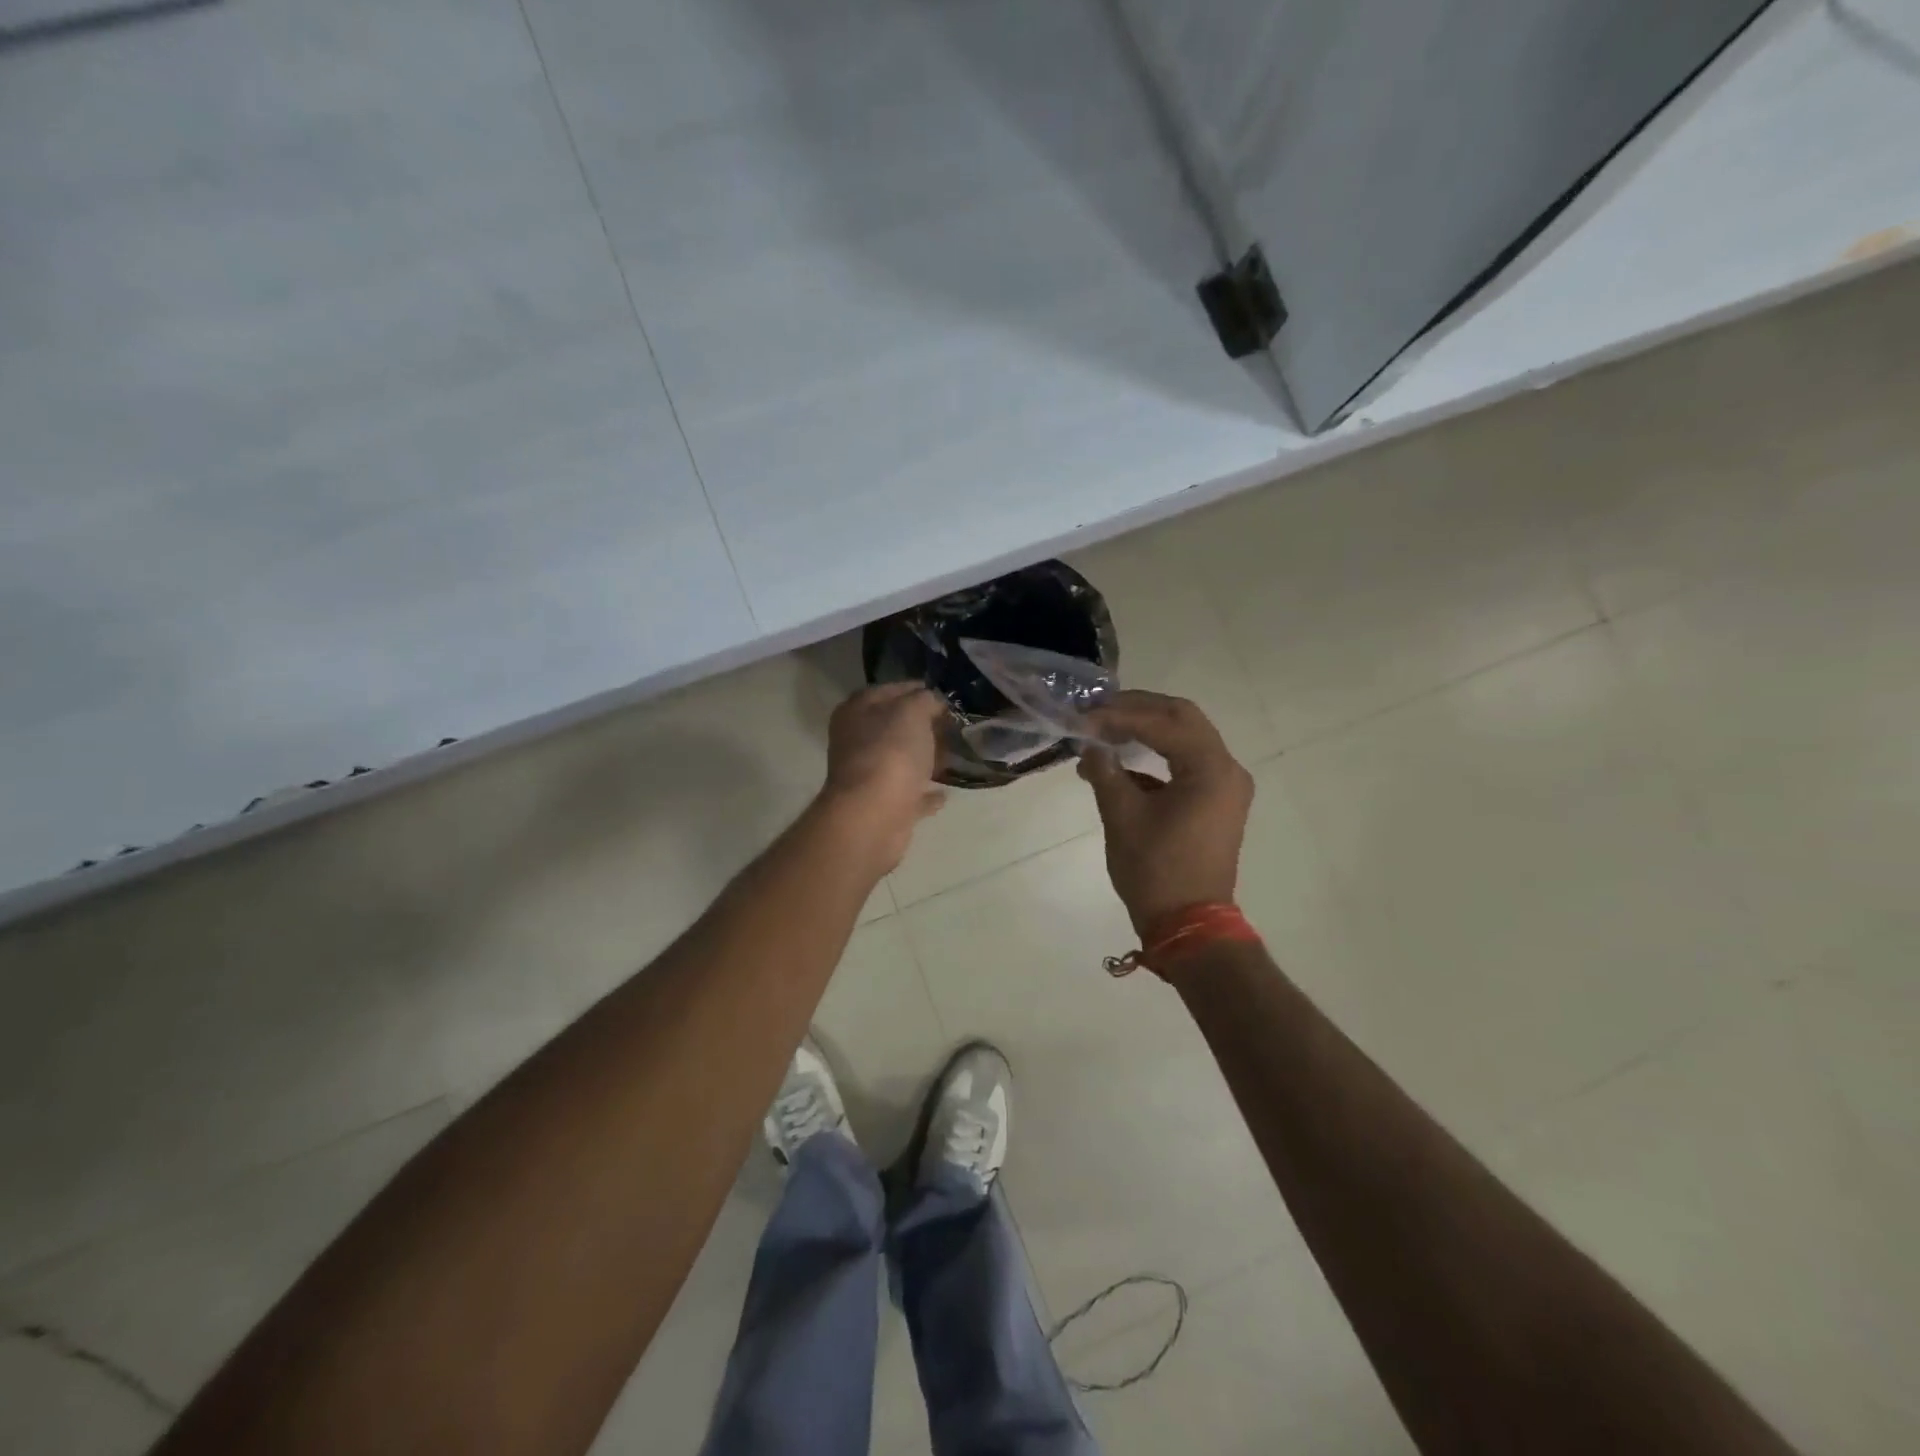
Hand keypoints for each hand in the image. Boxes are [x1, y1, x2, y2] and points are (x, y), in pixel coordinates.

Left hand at [816, 683, 948, 872]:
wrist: (874, 815)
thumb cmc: (890, 753)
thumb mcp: (912, 712)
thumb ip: (925, 700)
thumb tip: (932, 702)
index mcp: (857, 712)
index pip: (889, 690)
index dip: (917, 689)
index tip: (946, 695)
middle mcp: (857, 742)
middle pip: (894, 727)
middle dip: (924, 726)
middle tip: (955, 725)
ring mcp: (868, 777)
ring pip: (902, 761)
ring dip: (925, 759)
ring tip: (956, 755)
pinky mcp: (883, 807)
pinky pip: (909, 795)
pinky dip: (925, 793)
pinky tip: (945, 793)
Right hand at [1078, 691, 1253, 934]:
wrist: (1189, 925)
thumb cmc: (1156, 871)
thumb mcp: (1122, 817)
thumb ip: (1105, 771)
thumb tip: (1089, 745)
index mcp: (1210, 769)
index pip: (1163, 722)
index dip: (1119, 715)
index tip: (1082, 717)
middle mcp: (1226, 769)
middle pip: (1181, 718)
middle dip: (1136, 710)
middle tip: (1096, 712)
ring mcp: (1225, 786)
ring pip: (1185, 737)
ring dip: (1145, 730)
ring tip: (1103, 732)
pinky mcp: (1216, 801)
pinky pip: (1186, 762)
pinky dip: (1154, 755)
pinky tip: (1119, 763)